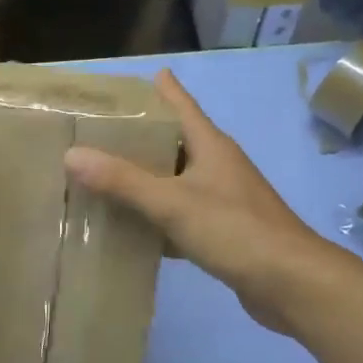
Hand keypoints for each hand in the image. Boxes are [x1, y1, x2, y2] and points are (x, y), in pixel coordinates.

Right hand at [64, 69, 352, 333]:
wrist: (291, 284)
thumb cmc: (234, 230)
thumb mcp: (172, 203)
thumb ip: (123, 181)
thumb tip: (72, 155)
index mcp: (211, 146)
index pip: (181, 105)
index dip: (160, 89)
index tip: (130, 79)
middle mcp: (217, 166)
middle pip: (174, 142)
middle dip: (139, 137)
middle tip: (97, 133)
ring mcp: (222, 199)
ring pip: (175, 181)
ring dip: (145, 179)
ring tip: (103, 177)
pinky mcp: (222, 231)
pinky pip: (180, 215)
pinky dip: (155, 218)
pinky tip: (129, 227)